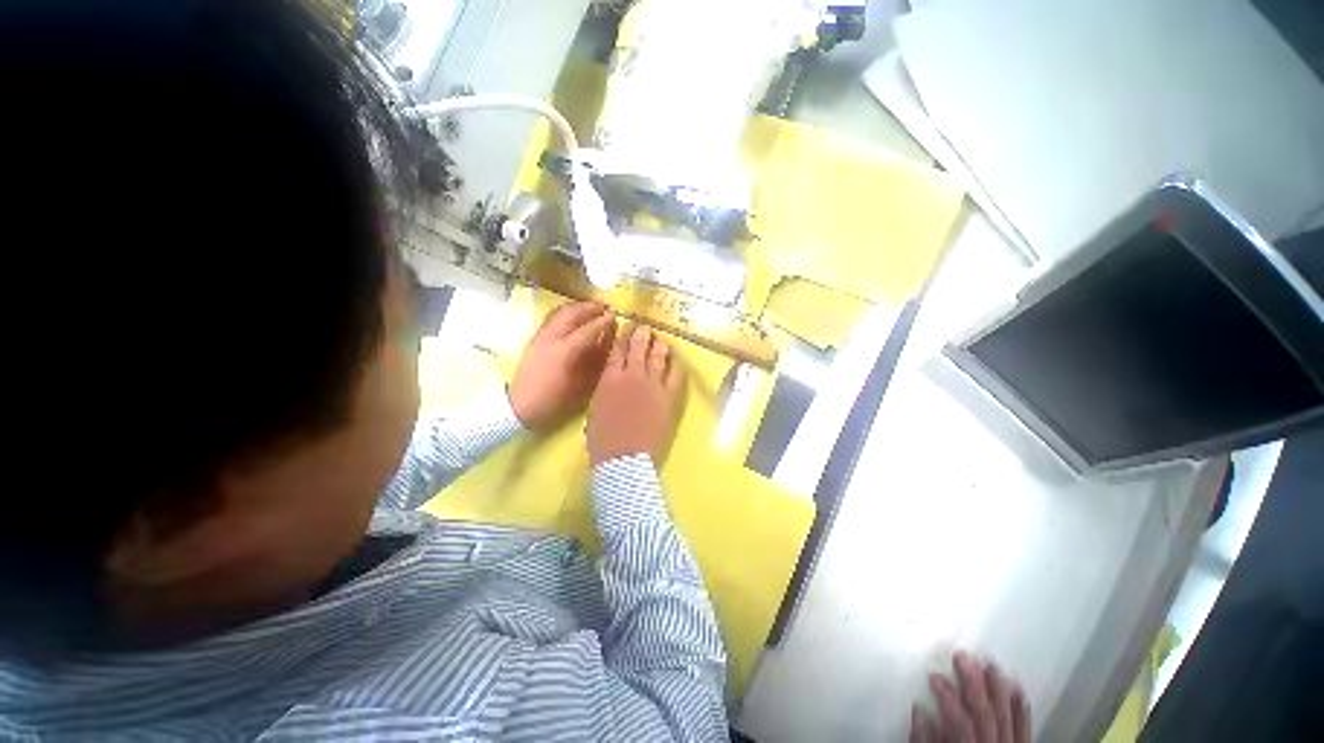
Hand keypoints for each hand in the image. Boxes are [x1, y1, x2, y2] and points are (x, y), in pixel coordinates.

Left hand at [508, 302, 615, 429]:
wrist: (520, 405)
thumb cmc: (554, 401)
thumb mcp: (580, 386)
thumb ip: (594, 362)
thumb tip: (607, 343)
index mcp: (565, 351)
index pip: (588, 329)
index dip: (604, 321)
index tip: (616, 315)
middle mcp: (552, 337)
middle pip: (573, 312)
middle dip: (591, 307)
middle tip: (605, 307)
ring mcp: (541, 334)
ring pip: (560, 311)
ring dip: (578, 306)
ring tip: (591, 308)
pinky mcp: (534, 336)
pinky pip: (552, 316)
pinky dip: (565, 311)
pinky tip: (573, 314)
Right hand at [587, 324, 684, 466]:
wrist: (623, 458)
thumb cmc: (602, 439)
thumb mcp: (594, 407)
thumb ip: (604, 387)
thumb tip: (612, 378)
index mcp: (609, 377)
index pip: (617, 349)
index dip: (624, 336)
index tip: (628, 327)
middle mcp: (631, 375)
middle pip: (639, 346)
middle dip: (642, 334)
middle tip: (645, 328)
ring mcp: (652, 384)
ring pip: (658, 355)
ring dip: (660, 344)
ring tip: (661, 339)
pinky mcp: (668, 396)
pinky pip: (676, 374)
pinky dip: (676, 364)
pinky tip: (676, 360)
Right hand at [911, 651, 1030, 742]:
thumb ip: (924, 742)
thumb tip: (919, 713)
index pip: (957, 719)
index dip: (946, 695)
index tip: (935, 675)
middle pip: (984, 709)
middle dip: (972, 681)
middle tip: (962, 656)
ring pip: (1007, 712)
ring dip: (998, 687)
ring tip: (990, 664)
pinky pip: (1025, 723)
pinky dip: (1020, 705)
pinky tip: (1016, 687)